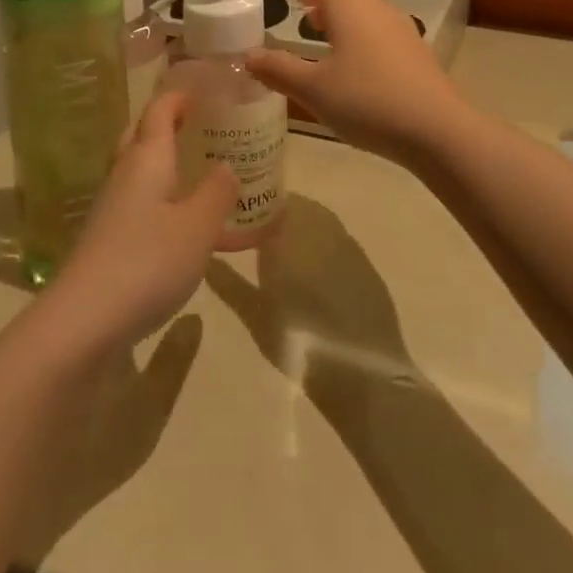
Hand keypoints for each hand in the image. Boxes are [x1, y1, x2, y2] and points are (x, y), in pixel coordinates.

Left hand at [45, 93, 236, 354]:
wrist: (83, 321)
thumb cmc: (147, 261)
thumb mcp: (198, 226)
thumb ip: (217, 192)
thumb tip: (227, 165)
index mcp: (146, 159)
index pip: (159, 111)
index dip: (178, 97)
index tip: (202, 90)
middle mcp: (125, 176)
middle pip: (142, 136)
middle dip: (167, 125)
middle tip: (201, 126)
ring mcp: (112, 210)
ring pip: (141, 173)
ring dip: (166, 165)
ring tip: (201, 173)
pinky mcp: (108, 242)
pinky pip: (141, 206)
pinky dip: (164, 202)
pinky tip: (185, 226)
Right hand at [205, 197, 408, 397]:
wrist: (360, 371)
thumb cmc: (298, 341)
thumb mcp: (254, 314)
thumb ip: (228, 282)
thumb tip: (207, 260)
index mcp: (289, 232)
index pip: (270, 200)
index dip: (254, 207)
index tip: (239, 220)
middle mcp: (320, 227)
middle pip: (296, 207)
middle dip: (277, 217)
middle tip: (258, 238)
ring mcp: (347, 242)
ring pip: (320, 220)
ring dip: (302, 229)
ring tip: (285, 255)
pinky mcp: (366, 262)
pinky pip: (339, 241)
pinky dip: (324, 247)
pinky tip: (316, 273)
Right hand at [247, 0, 471, 164]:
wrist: (435, 129)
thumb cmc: (365, 101)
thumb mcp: (312, 89)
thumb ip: (278, 70)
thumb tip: (248, 56)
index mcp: (349, 8)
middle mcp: (377, 10)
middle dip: (326, 8)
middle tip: (307, 20)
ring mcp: (403, 30)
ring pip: (368, 17)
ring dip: (348, 25)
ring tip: (330, 44)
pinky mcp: (419, 54)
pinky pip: (384, 36)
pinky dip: (366, 42)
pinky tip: (361, 69)